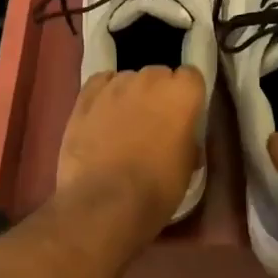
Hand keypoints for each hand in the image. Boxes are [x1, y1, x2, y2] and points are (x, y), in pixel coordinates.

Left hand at [55, 67, 203, 236]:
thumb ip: (186, 137)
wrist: (106, 202)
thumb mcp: (189, 164)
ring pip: (128, 80)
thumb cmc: (157, 188)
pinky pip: (101, 84)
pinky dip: (104, 95)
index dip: (187, 97)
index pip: (191, 77)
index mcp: (183, 92)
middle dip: (158, 94)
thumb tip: (180, 137)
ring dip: (130, 96)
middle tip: (154, 124)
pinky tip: (102, 116)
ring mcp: (115, 85)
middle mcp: (150, 78)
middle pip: (159, 75)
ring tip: (122, 125)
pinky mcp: (85, 96)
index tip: (183, 117)